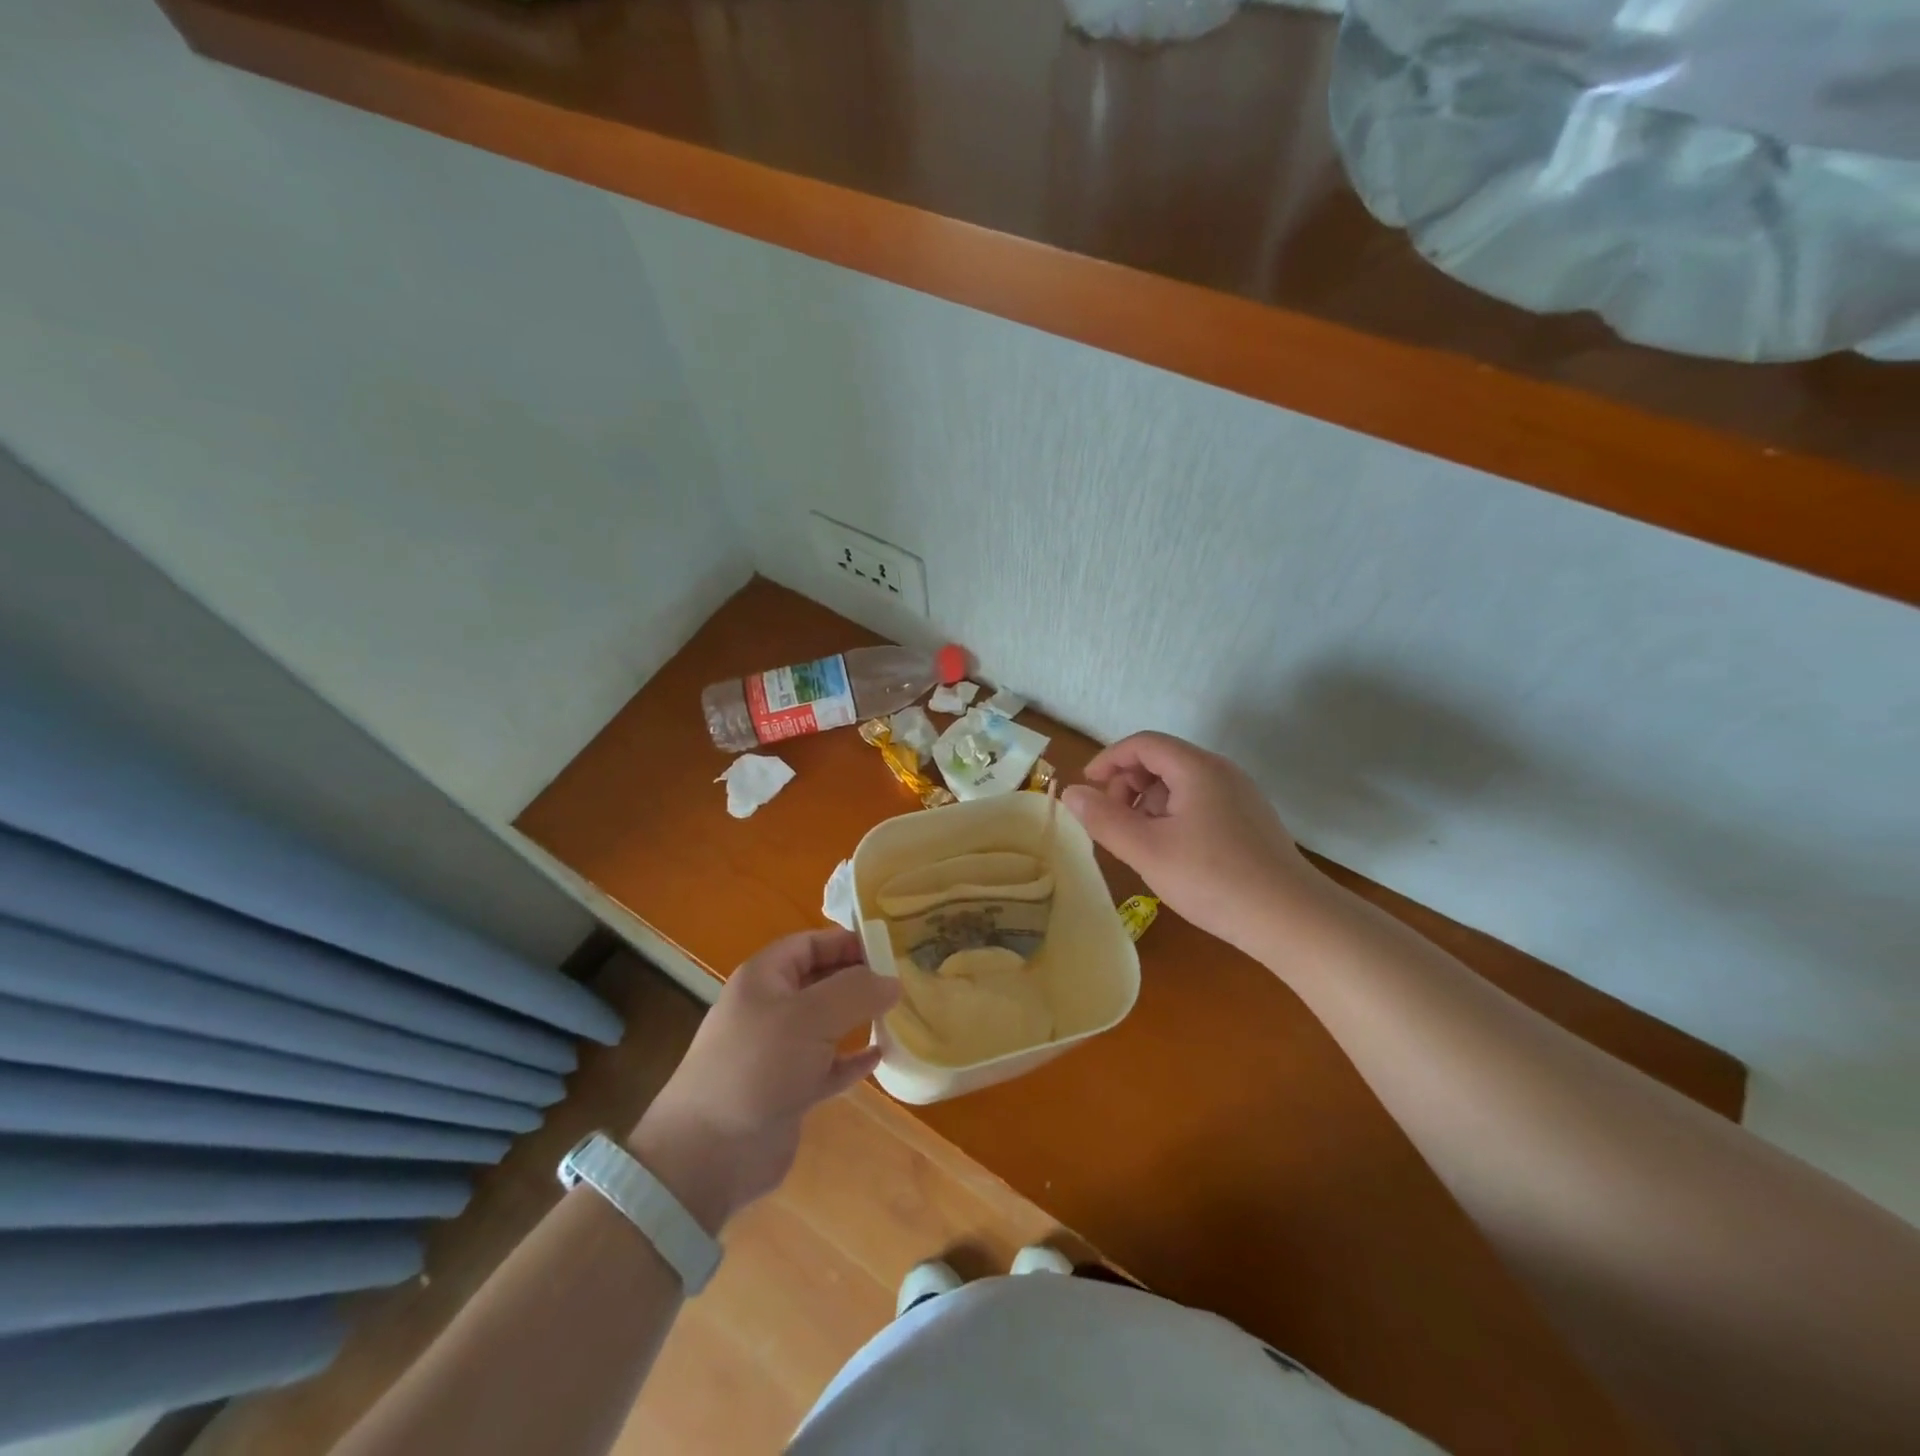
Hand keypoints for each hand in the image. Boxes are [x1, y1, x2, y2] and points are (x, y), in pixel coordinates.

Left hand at [628, 929, 898, 1233]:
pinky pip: (828, 1066)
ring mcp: (778, 1052)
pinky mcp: (788, 1091)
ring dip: (859, 1018)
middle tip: (902, 980)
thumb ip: (856, 992)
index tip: (889, 949)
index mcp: (764, 978)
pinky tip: (880, 1057)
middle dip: (858, 979)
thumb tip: (893, 981)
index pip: (810, 944)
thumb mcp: (810, 1016)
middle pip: (820, 981)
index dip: (846, 942)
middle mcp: (770, 1009)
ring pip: (827, 1024)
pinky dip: (851, 1060)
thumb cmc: (758, 1066)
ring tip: (898, 1014)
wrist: (709, 1154)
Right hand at [1063, 731, 1316, 948]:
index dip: (1108, 760)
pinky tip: (1171, 853)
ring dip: (1149, 803)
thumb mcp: (1147, 850)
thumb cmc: (1213, 879)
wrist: (1292, 919)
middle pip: (1162, 760)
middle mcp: (1221, 772)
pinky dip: (1173, 816)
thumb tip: (1071, 793)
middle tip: (1113, 822)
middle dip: (1128, 784)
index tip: (1086, 788)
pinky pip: (1200, 802)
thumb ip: (1104, 819)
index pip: (1143, 743)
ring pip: (1181, 784)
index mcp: (1197, 768)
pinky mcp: (1249, 821)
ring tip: (1139, 842)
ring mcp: (1240, 796)